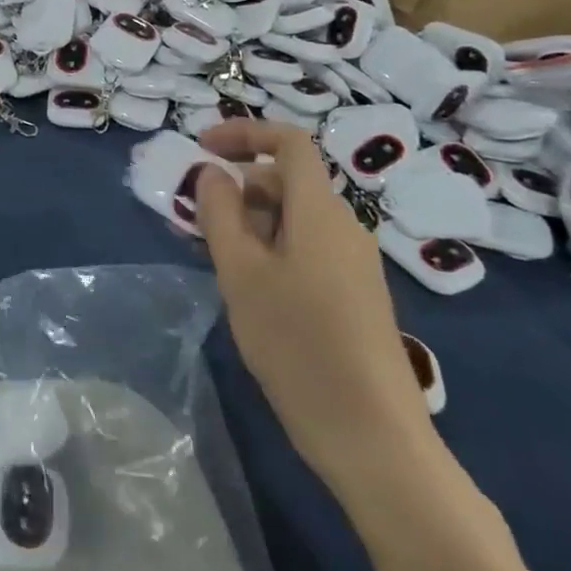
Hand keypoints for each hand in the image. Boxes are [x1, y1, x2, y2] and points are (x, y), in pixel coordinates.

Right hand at [193, 121, 438, 490]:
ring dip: (251, 221)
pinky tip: (250, 287)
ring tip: (214, 256)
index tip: (201, 147)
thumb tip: (213, 173)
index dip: (244, 133)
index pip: (289, 142)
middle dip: (238, 186)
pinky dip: (271, 248)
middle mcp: (344, 226)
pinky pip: (307, 248)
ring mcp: (354, 263)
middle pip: (288, 180)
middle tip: (195, 218)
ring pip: (295, 218)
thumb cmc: (298, 344)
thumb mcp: (241, 273)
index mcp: (321, 210)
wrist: (374, 437)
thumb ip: (221, 214)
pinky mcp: (355, 295)